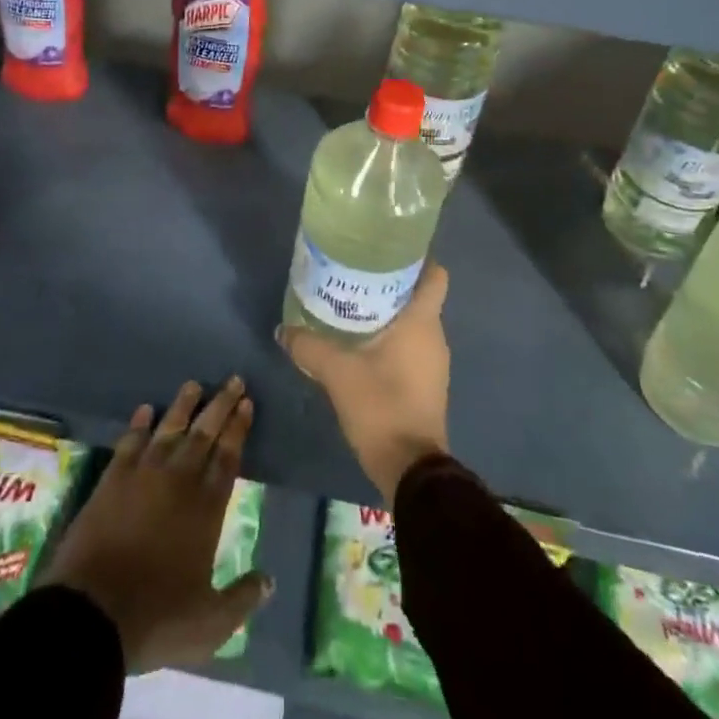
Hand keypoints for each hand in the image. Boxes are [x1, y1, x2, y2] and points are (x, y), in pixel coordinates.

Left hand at [39, 378, 272, 671]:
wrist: (91, 614)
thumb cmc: (156, 618)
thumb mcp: (210, 623)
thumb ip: (242, 599)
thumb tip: (270, 582)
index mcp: (206, 509)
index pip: (228, 458)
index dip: (239, 429)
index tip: (247, 403)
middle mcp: (178, 481)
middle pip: (204, 434)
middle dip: (221, 405)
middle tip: (233, 380)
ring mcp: (142, 476)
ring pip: (168, 429)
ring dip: (183, 406)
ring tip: (194, 384)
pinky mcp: (111, 481)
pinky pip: (129, 443)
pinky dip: (138, 425)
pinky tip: (145, 410)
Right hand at [280, 263, 450, 504]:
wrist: (411, 470)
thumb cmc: (381, 406)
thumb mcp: (337, 373)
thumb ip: (309, 346)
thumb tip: (283, 330)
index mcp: (422, 321)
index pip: (435, 275)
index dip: (418, 258)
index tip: (388, 248)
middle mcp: (434, 335)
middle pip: (418, 295)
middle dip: (391, 282)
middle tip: (355, 273)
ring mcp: (433, 362)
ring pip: (413, 321)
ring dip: (388, 311)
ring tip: (352, 303)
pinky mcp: (426, 383)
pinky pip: (410, 346)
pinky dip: (390, 337)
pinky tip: (359, 342)